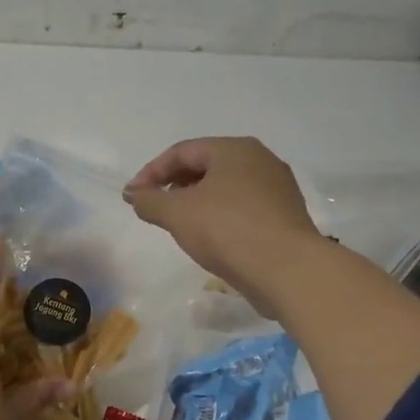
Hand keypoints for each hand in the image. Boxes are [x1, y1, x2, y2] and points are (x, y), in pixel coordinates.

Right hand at [124, 137, 322, 315]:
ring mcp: (277, 188)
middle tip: (154, 207)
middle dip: (174, 184)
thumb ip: (149, 201)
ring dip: (197, 201)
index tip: (132, 197)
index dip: (151, 172)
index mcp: (234, 149)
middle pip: (206, 165)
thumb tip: (134, 194)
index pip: (182, 151)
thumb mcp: (177, 214)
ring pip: (225, 187)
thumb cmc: (227, 230)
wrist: (287, 269)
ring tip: (179, 224)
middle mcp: (260, 160)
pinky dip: (219, 215)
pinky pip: (242, 207)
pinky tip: (210, 237)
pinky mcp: (285, 215)